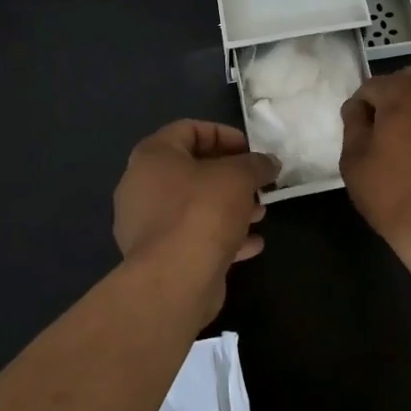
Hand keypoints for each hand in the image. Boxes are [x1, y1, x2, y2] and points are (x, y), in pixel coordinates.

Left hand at [113, 121, 277, 311]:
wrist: (175, 281)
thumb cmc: (203, 212)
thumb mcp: (239, 177)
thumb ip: (256, 164)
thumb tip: (269, 162)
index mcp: (152, 156)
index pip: (189, 130)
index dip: (224, 135)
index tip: (251, 150)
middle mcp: (141, 186)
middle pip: (192, 170)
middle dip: (231, 176)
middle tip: (258, 183)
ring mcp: (146, 225)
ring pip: (194, 206)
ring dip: (230, 207)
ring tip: (260, 214)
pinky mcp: (158, 257)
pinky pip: (192, 236)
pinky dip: (221, 236)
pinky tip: (252, 244)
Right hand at [339, 62, 410, 276]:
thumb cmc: (393, 194)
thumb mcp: (355, 162)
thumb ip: (353, 126)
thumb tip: (357, 108)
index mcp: (403, 95)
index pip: (373, 85)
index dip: (360, 105)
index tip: (357, 129)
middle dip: (399, 87)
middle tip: (387, 117)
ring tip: (408, 137)